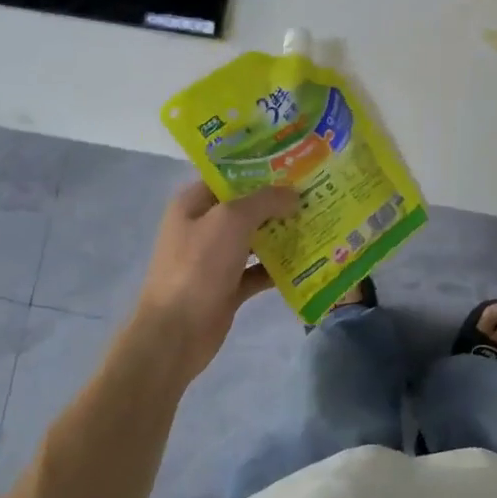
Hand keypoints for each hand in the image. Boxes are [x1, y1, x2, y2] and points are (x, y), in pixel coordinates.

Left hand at [126, 180, 298, 384]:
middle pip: (247, 207)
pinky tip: (309, 260)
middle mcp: (204, 226)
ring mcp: (216, 258)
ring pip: (256, 238)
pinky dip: (280, 267)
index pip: (229, 175)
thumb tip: (292, 194)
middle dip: (279, 201)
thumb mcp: (231, 220)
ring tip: (319, 221)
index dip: (261, 168)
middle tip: (316, 192)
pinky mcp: (229, 286)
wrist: (176, 333)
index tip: (296, 164)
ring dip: (283, 233)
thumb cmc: (198, 266)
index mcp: (194, 203)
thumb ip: (264, 201)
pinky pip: (260, 270)